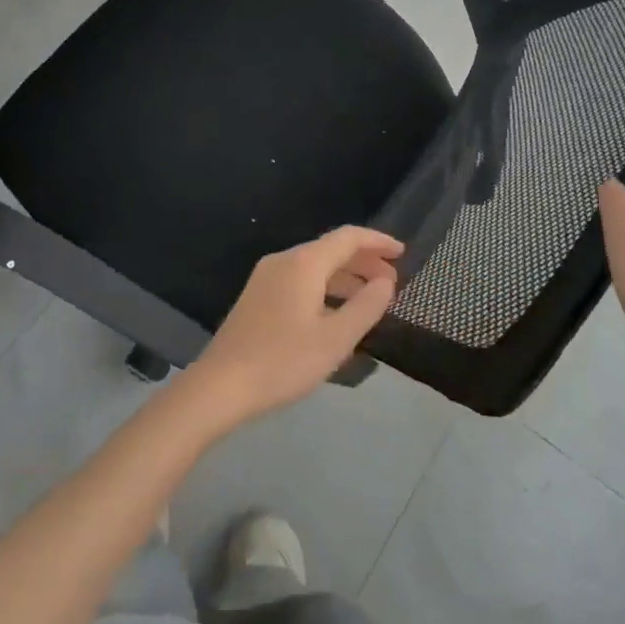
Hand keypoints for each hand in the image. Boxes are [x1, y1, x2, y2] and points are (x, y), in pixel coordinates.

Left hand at [184, 226, 403, 426]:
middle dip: (363, 261)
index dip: (377, 241)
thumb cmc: (283, 361)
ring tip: (371, 298)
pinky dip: (325, 288)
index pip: (347, 238)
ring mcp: (266, 278)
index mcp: (303, 263)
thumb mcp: (335, 339)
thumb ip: (366, 306)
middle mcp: (283, 261)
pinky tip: (336, 313)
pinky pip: (300, 280)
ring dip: (345, 277)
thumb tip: (385, 281)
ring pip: (314, 266)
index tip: (402, 253)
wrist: (221, 385)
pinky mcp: (258, 297)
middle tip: (392, 282)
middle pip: (330, 249)